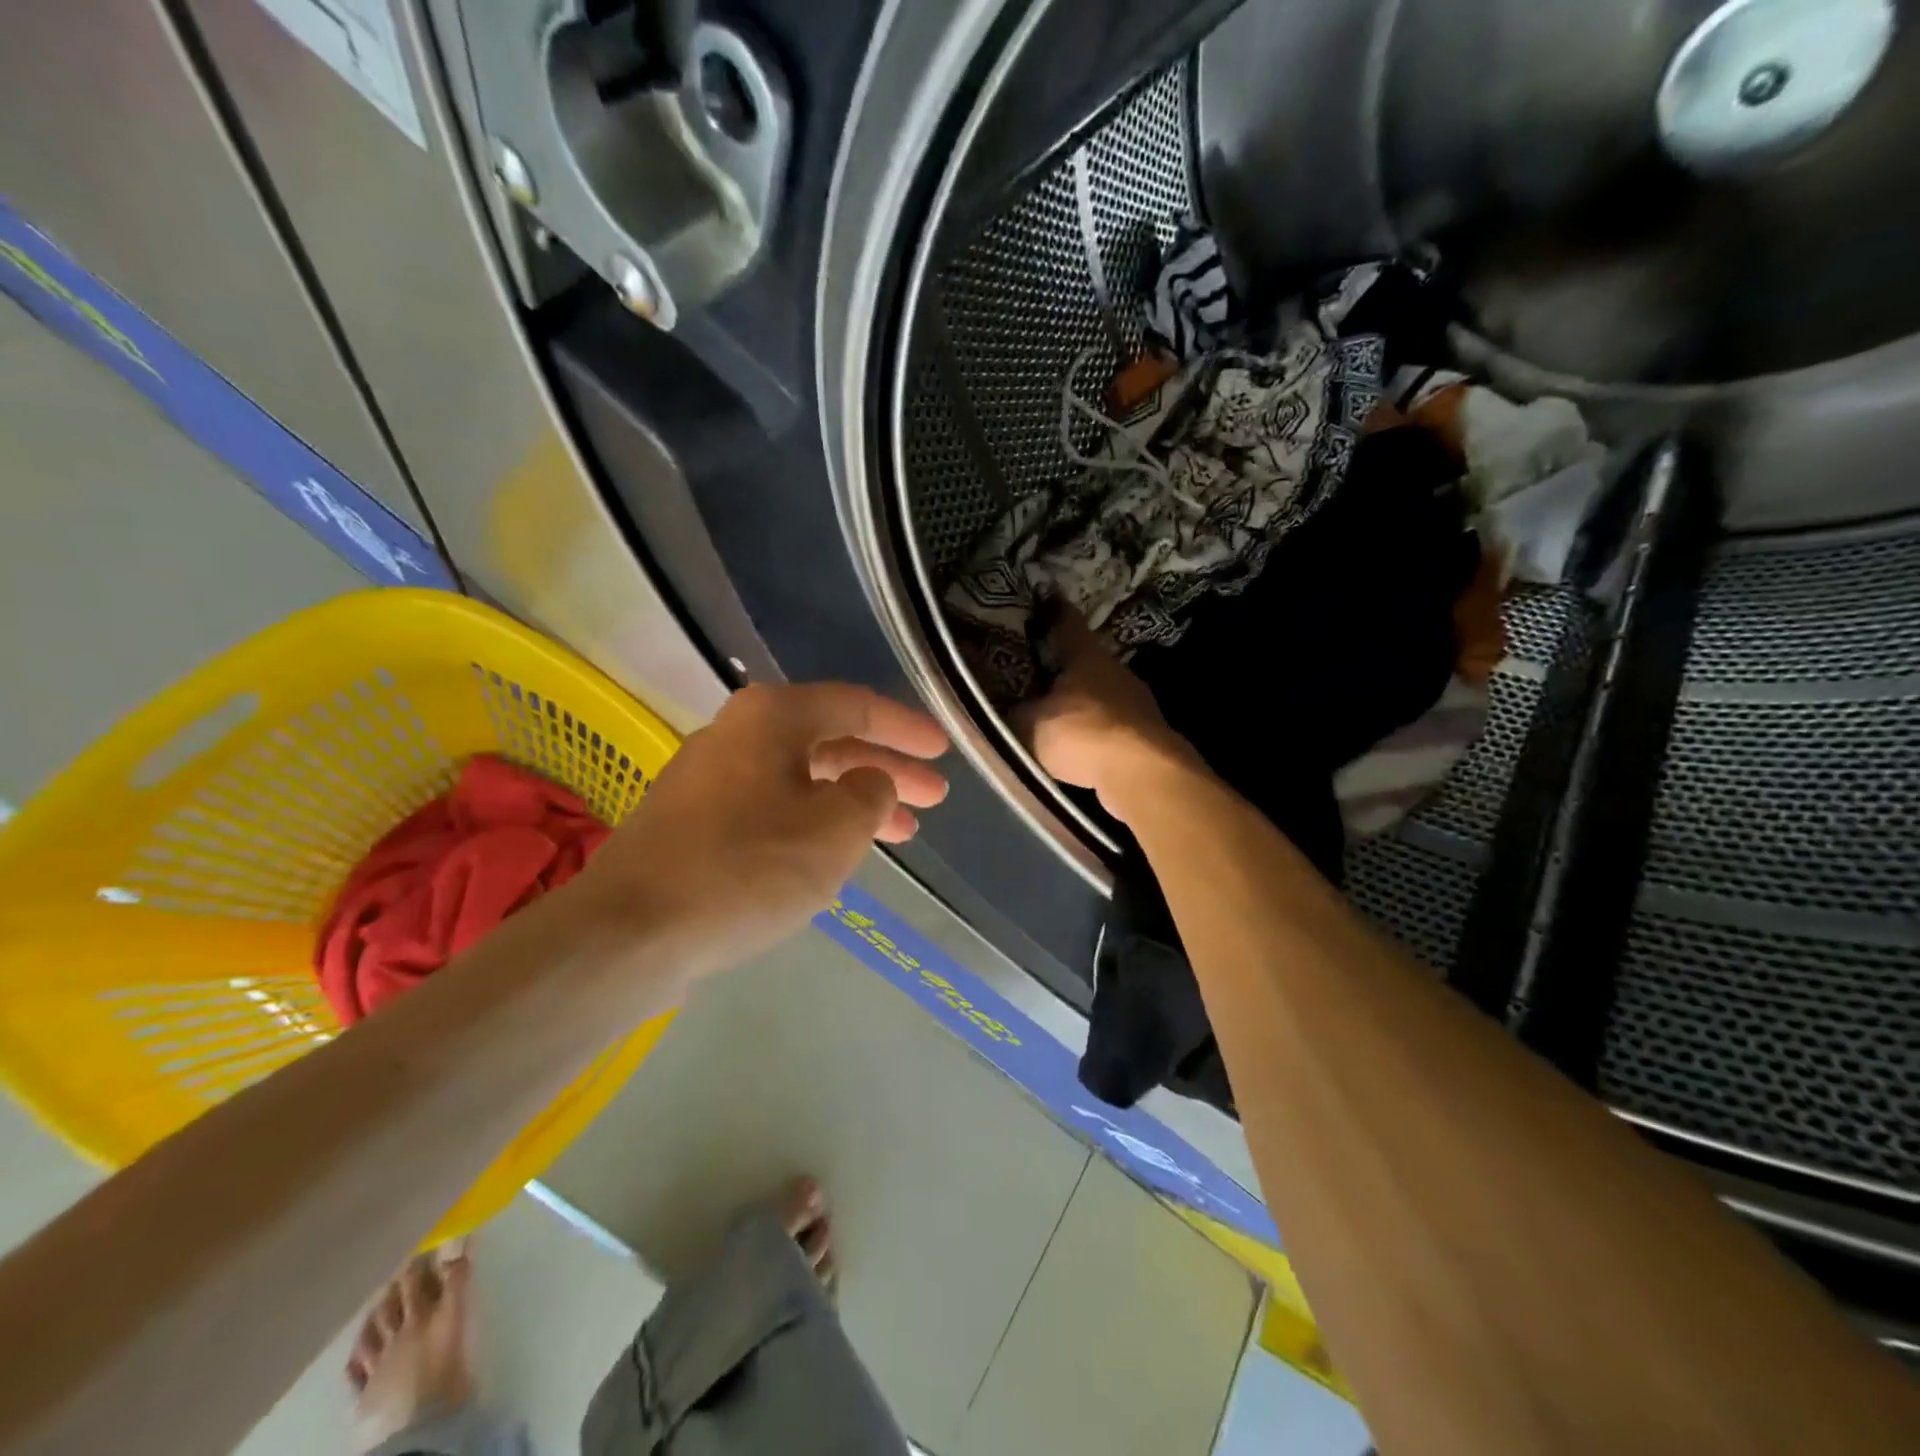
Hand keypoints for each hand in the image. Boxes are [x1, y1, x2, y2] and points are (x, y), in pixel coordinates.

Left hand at [571, 682, 949, 977]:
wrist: (631, 931)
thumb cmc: (746, 868)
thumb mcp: (835, 829)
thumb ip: (871, 793)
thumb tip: (869, 782)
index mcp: (772, 717)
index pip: (856, 706)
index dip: (907, 729)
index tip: (944, 752)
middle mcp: (738, 734)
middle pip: (831, 741)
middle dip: (887, 769)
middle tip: (934, 797)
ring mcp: (711, 779)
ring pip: (804, 779)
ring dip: (855, 801)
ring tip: (902, 833)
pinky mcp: (695, 823)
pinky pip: (775, 808)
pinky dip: (816, 822)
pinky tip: (836, 851)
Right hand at [1013, 606, 1202, 820]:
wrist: (1141, 773)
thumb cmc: (1081, 734)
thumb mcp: (1030, 724)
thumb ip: (1015, 712)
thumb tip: (1008, 706)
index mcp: (1086, 656)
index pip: (1068, 623)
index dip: (1055, 610)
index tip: (1048, 597)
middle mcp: (1116, 670)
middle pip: (1087, 659)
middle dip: (1067, 664)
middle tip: (1043, 669)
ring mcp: (1138, 701)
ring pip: (1103, 692)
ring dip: (1084, 700)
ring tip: (1060, 711)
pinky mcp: (1149, 732)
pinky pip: (1114, 723)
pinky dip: (1098, 729)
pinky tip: (1084, 744)